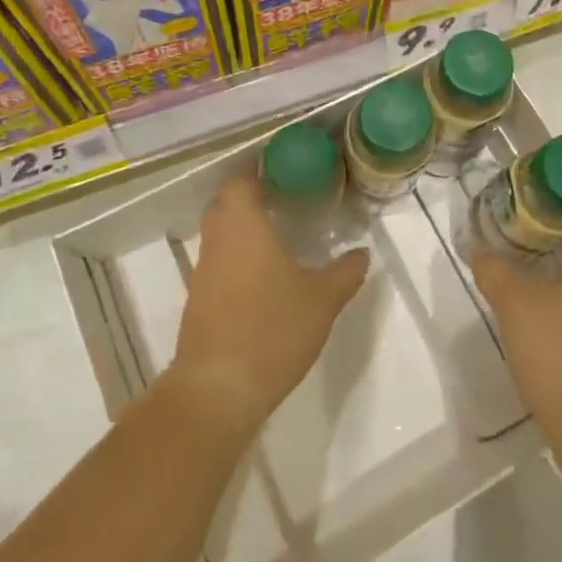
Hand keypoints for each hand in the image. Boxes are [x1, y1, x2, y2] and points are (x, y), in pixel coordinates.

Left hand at [171, 175, 367, 441]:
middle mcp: (217, 238)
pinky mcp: (199, 299)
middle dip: (253, 196)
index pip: (242, 179)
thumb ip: (345, 272)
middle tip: (289, 199)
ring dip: (245, 227)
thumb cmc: (271, 330)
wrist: (217, 390)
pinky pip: (219, 260)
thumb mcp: (322, 300)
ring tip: (281, 234)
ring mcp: (203, 270)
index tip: (289, 173)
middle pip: (227, 202)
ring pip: (221, 232)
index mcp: (242, 224)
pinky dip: (238, 255)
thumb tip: (363, 252)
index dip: (262, 171)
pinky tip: (265, 274)